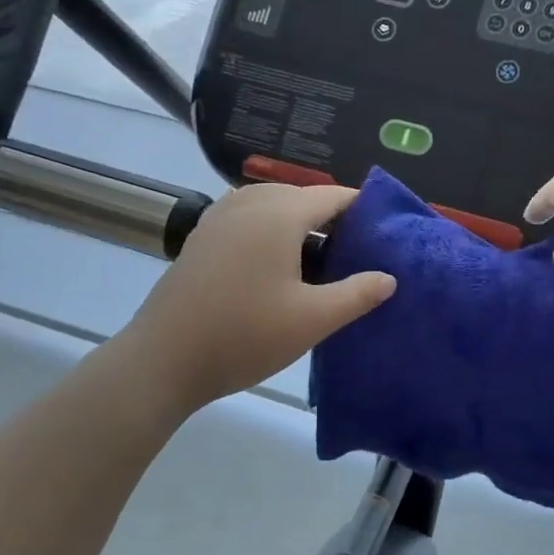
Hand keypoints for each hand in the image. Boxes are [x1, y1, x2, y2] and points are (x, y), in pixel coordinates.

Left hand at [123, 183, 394, 409]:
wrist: (164, 359)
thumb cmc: (245, 335)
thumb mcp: (311, 319)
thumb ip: (357, 294)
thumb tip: (389, 277)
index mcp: (279, 213)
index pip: (332, 196)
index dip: (363, 209)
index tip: (385, 231)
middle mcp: (248, 203)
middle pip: (301, 197)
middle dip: (332, 217)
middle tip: (357, 252)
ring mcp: (219, 218)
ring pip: (271, 207)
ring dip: (299, 225)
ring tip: (321, 260)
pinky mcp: (201, 238)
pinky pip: (247, 221)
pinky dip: (270, 233)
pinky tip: (277, 268)